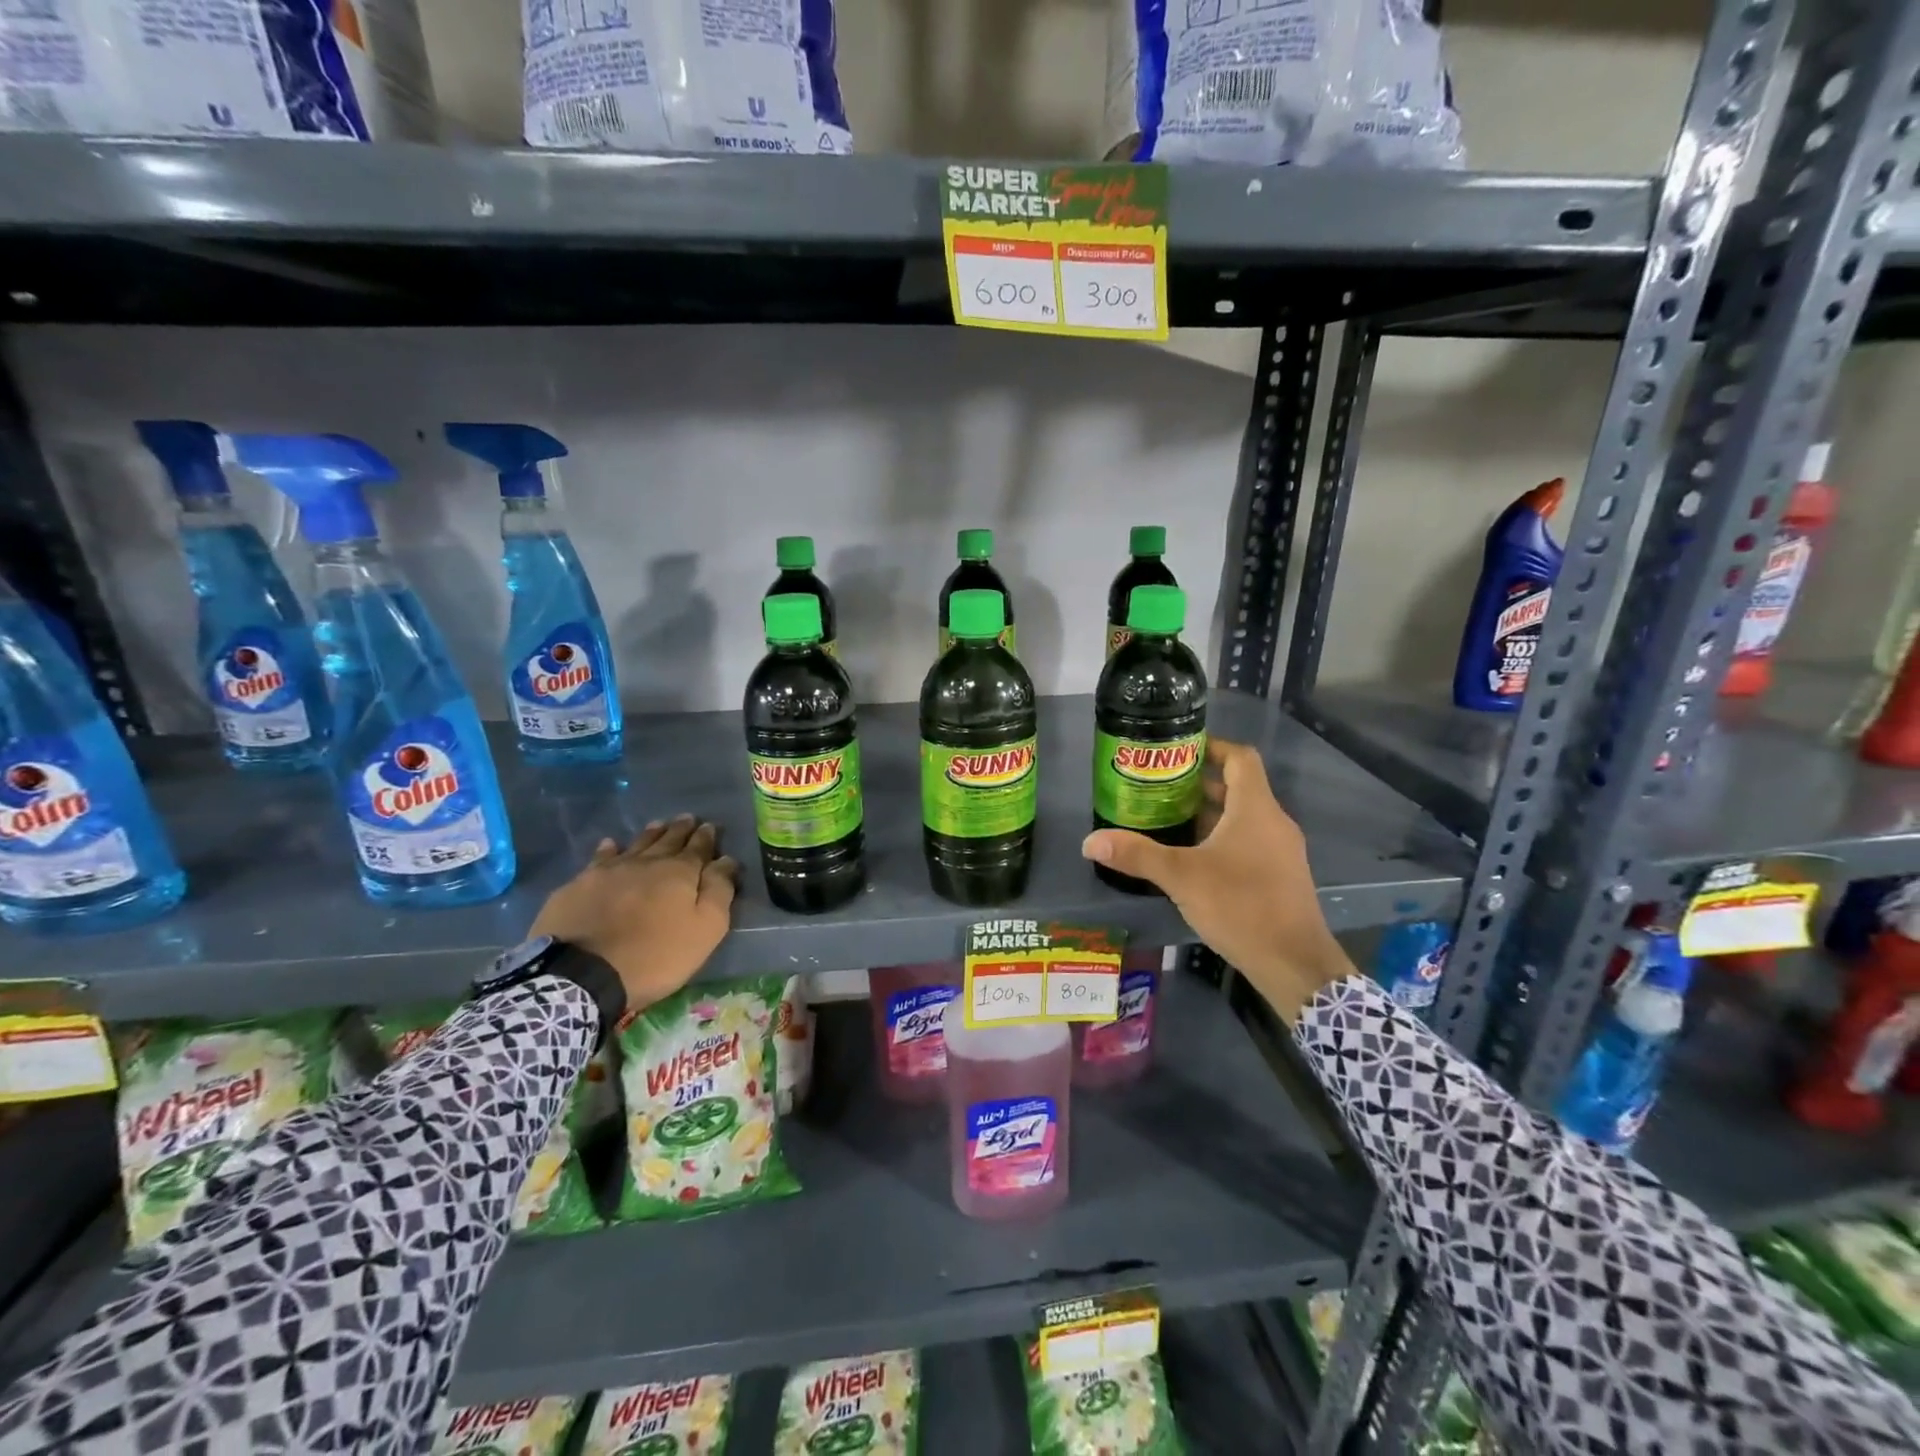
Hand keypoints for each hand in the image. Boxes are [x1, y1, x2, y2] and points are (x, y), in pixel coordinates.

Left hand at [530, 815, 737, 1011]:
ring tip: (658, 824)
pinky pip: (600, 858)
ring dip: (650, 834)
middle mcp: (646, 862)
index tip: (709, 826)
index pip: (698, 848)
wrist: (583, 972)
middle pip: (667, 840)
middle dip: (680, 829)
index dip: (706, 837)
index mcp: (679, 872)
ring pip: (636, 844)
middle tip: (687, 818)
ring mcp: (610, 870)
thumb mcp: (705, 929)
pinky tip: (610, 844)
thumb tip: (726, 860)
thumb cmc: (655, 954)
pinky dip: (608, 848)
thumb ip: (719, 891)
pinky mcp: (580, 884)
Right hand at [1082, 739, 1356, 1021]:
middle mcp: (1273, 822)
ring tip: (1168, 818)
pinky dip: (1222, 838)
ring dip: (1209, 813)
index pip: (1240, 758)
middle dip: (1199, 783)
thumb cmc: (1240, 906)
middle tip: (1159, 786)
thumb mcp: (1181, 877)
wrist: (1294, 963)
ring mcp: (1281, 850)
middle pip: (1238, 787)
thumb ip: (1137, 855)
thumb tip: (1090, 842)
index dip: (1212, 747)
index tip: (1178, 750)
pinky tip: (1192, 858)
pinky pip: (1250, 842)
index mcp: (1255, 809)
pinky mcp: (1280, 876)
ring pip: (1243, 817)